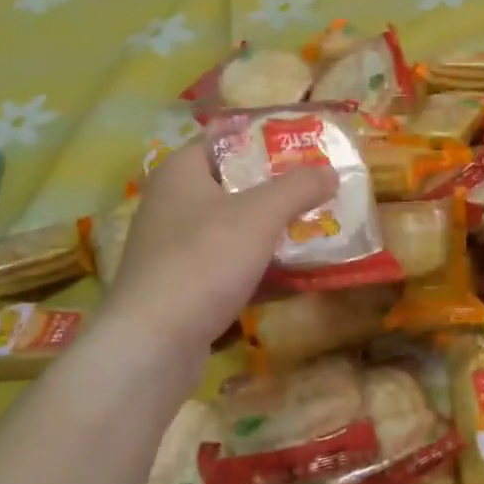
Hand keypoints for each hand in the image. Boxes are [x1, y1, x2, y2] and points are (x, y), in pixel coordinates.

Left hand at [96, 141, 336, 360]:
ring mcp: (173, 248)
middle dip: (276, 186)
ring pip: (232, 226)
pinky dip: (257, 264)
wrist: (152, 346)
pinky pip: (227, 263)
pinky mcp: (181, 285)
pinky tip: (292, 272)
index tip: (304, 143)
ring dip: (270, 228)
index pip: (223, 139)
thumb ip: (298, 187)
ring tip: (315, 225)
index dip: (264, 137)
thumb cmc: (204, 260)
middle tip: (319, 186)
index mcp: (180, 172)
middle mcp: (171, 204)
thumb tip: (331, 170)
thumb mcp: (260, 214)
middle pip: (232, 183)